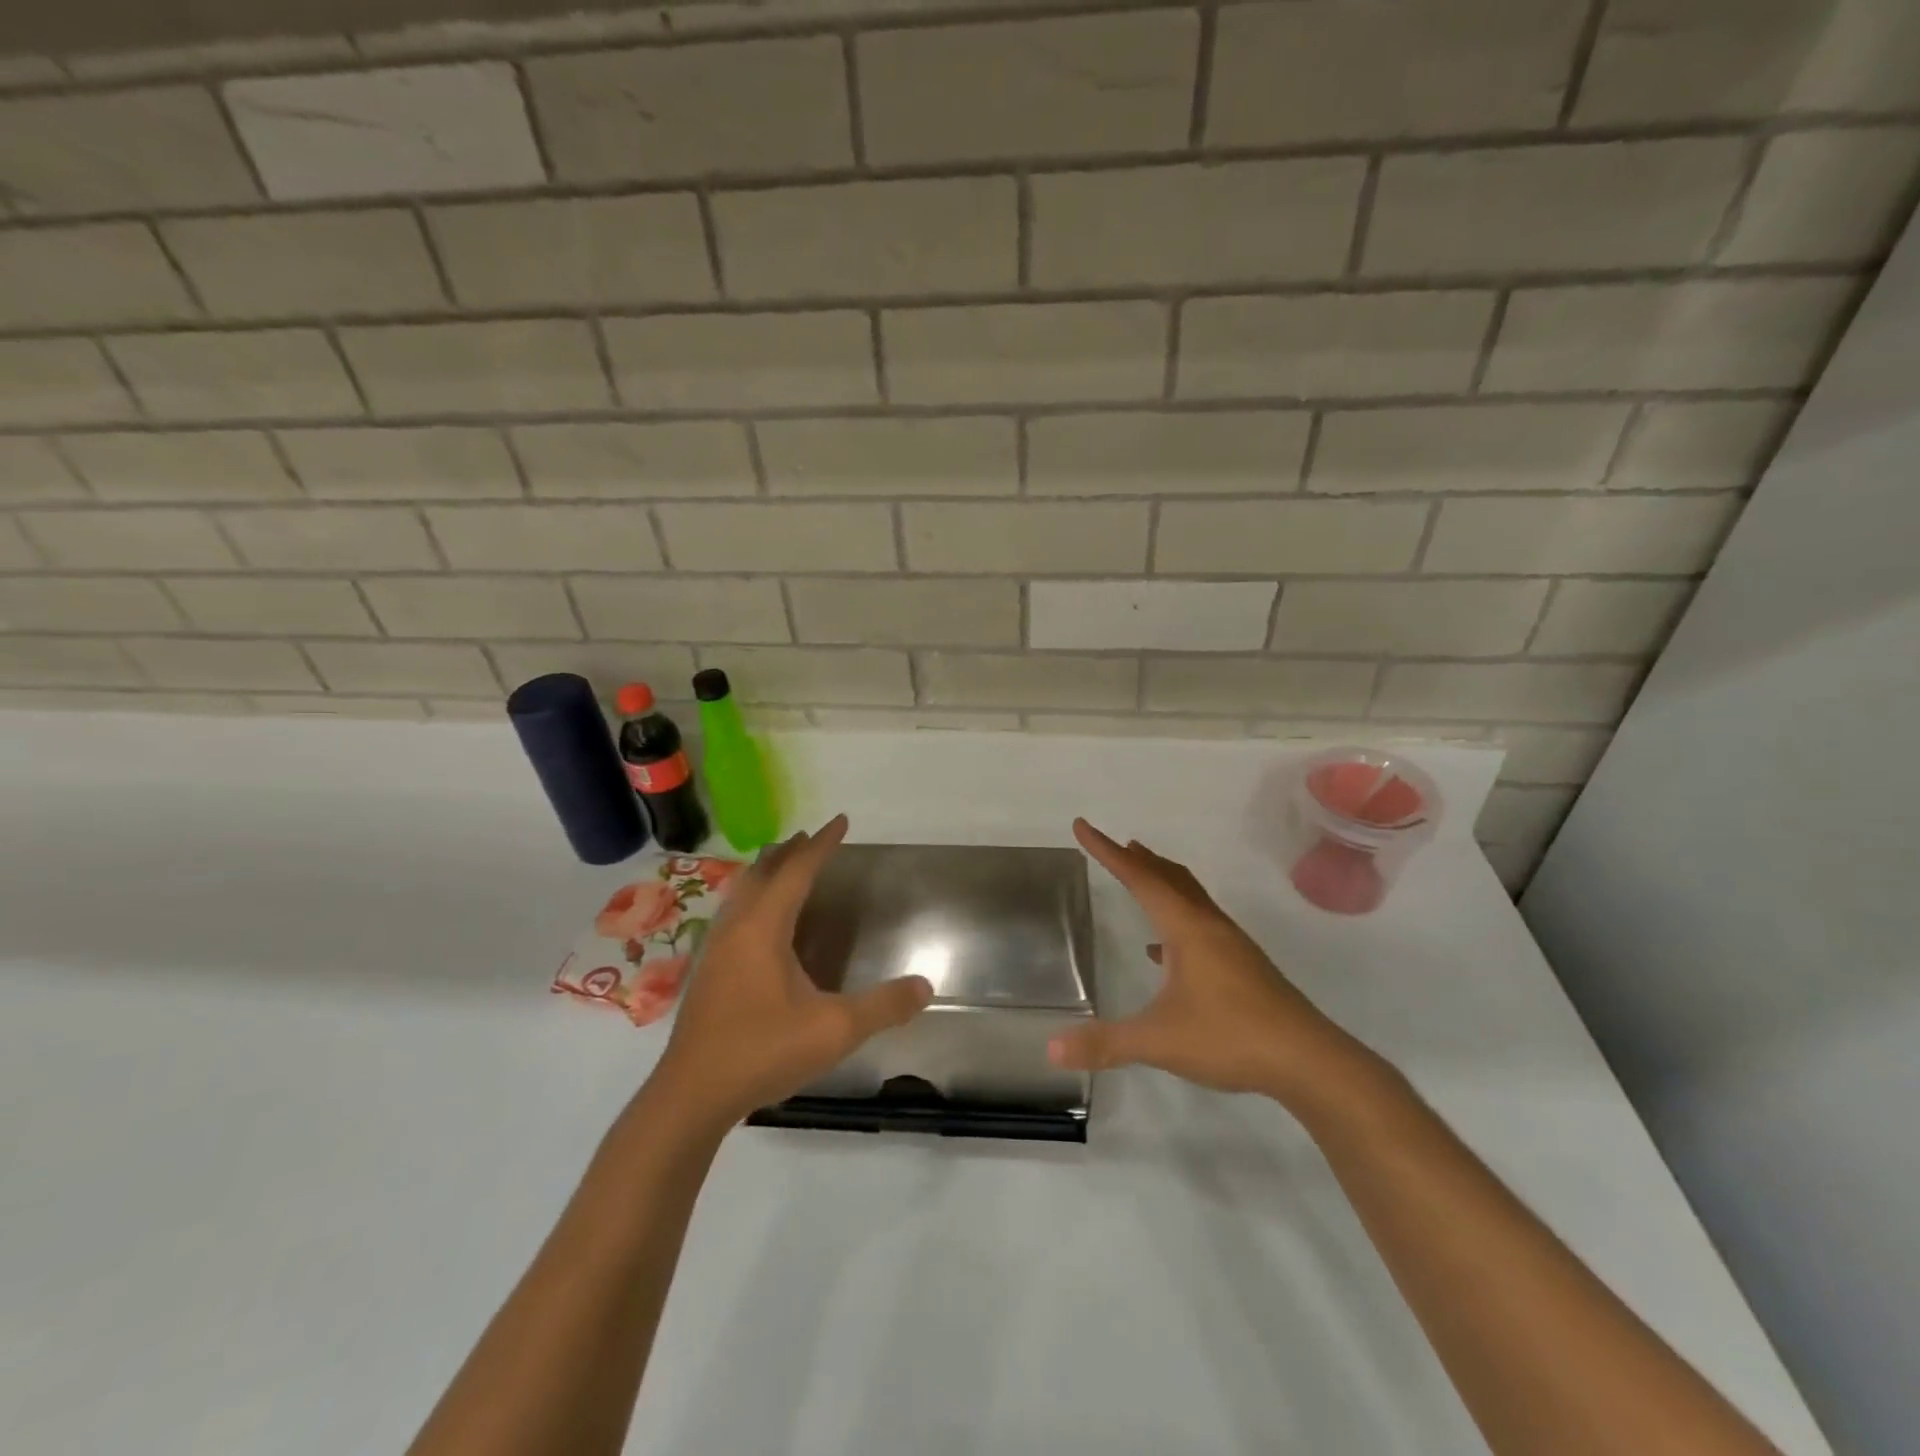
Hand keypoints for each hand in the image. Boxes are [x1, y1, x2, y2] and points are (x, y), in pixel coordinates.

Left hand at [649, 814, 932, 1129]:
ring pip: (742, 893)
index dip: (821, 845)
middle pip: (763, 873)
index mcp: (764, 928)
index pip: (797, 872)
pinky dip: (753, 899)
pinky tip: (760, 926)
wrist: (691, 1095)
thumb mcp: (834, 1030)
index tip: (840, 821)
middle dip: (789, 852)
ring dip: (766, 873)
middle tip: (811, 838)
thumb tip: (925, 985)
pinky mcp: (707, 973)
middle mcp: (736, 928)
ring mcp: (715, 950)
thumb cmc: (763, 1051)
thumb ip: (883, 1006)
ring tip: (784, 868)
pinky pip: (733, 915)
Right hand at [1050, 819, 1362, 1107]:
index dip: (1107, 852)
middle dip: (1140, 861)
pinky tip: (1163, 953)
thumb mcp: (1159, 1041)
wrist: (1308, 1060)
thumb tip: (1052, 1049)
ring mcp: (1231, 946)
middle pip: (1170, 879)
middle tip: (1117, 845)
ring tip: (1142, 879)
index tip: (1084, 827)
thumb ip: (1105, 1043)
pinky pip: (1202, 927)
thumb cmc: (1230, 1037)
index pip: (1139, 878)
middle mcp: (1209, 926)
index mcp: (1187, 928)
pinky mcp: (1243, 968)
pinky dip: (1177, 923)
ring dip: (1163, 884)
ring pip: (1190, 900)